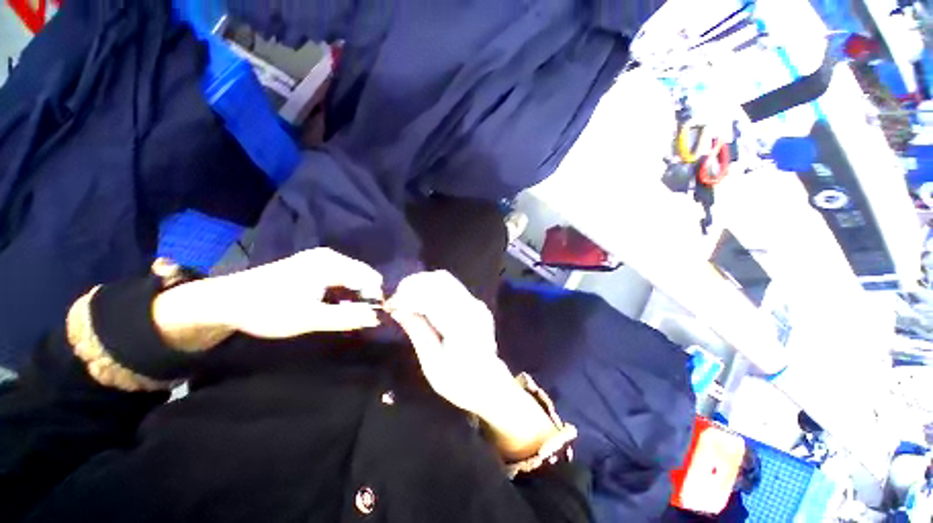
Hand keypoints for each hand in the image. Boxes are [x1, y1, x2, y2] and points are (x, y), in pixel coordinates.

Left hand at [153, 249, 382, 348]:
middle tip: (360, 320)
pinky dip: (343, 294)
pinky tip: (336, 307)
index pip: (370, 278)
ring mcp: (321, 260)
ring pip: (353, 278)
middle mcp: (330, 256)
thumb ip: (346, 318)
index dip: (375, 299)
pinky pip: (340, 279)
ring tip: (348, 316)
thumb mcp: (308, 318)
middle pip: (363, 276)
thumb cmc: (267, 309)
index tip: (372, 319)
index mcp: (331, 263)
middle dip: (366, 298)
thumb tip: (377, 319)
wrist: (226, 301)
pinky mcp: (313, 266)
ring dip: (355, 297)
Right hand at [386, 271, 512, 414]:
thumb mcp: (432, 364)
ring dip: (422, 284)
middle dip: (413, 285)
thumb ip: (418, 332)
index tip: (390, 305)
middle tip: (396, 300)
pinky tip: (421, 300)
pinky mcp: (475, 303)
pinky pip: (451, 286)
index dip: (408, 295)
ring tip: (406, 298)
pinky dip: (432, 287)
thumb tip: (399, 310)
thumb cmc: (459, 382)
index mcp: (461, 324)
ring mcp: (476, 303)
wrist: (490, 385)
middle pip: (439, 280)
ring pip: (445, 279)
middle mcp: (471, 307)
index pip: (432, 296)